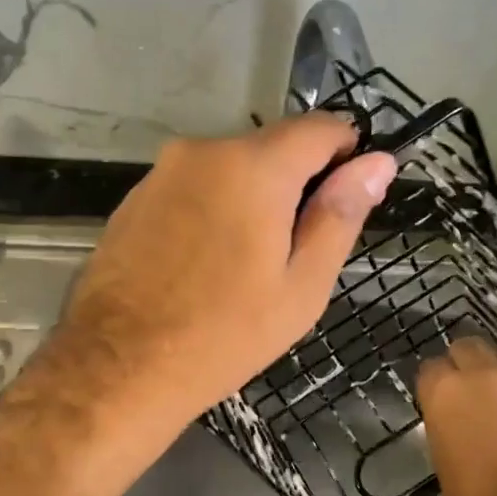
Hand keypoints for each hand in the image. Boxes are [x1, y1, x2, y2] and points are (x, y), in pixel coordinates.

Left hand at [63, 113, 399, 425]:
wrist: (118, 368)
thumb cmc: (225, 334)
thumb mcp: (301, 286)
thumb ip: (340, 215)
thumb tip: (378, 163)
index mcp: (254, 166)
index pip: (321, 128)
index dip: (347, 155)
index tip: (348, 199)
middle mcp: (204, 150)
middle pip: (272, 147)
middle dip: (295, 183)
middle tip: (295, 251)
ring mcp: (162, 171)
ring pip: (230, 168)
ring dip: (251, 198)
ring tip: (244, 264)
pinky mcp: (134, 196)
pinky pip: (193, 187)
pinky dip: (212, 209)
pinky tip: (203, 263)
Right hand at [418, 336, 496, 495]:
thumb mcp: (443, 460)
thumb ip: (447, 424)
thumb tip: (456, 417)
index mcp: (446, 392)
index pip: (431, 368)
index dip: (435, 384)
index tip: (438, 401)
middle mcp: (484, 377)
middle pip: (469, 347)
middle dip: (466, 364)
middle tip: (469, 392)